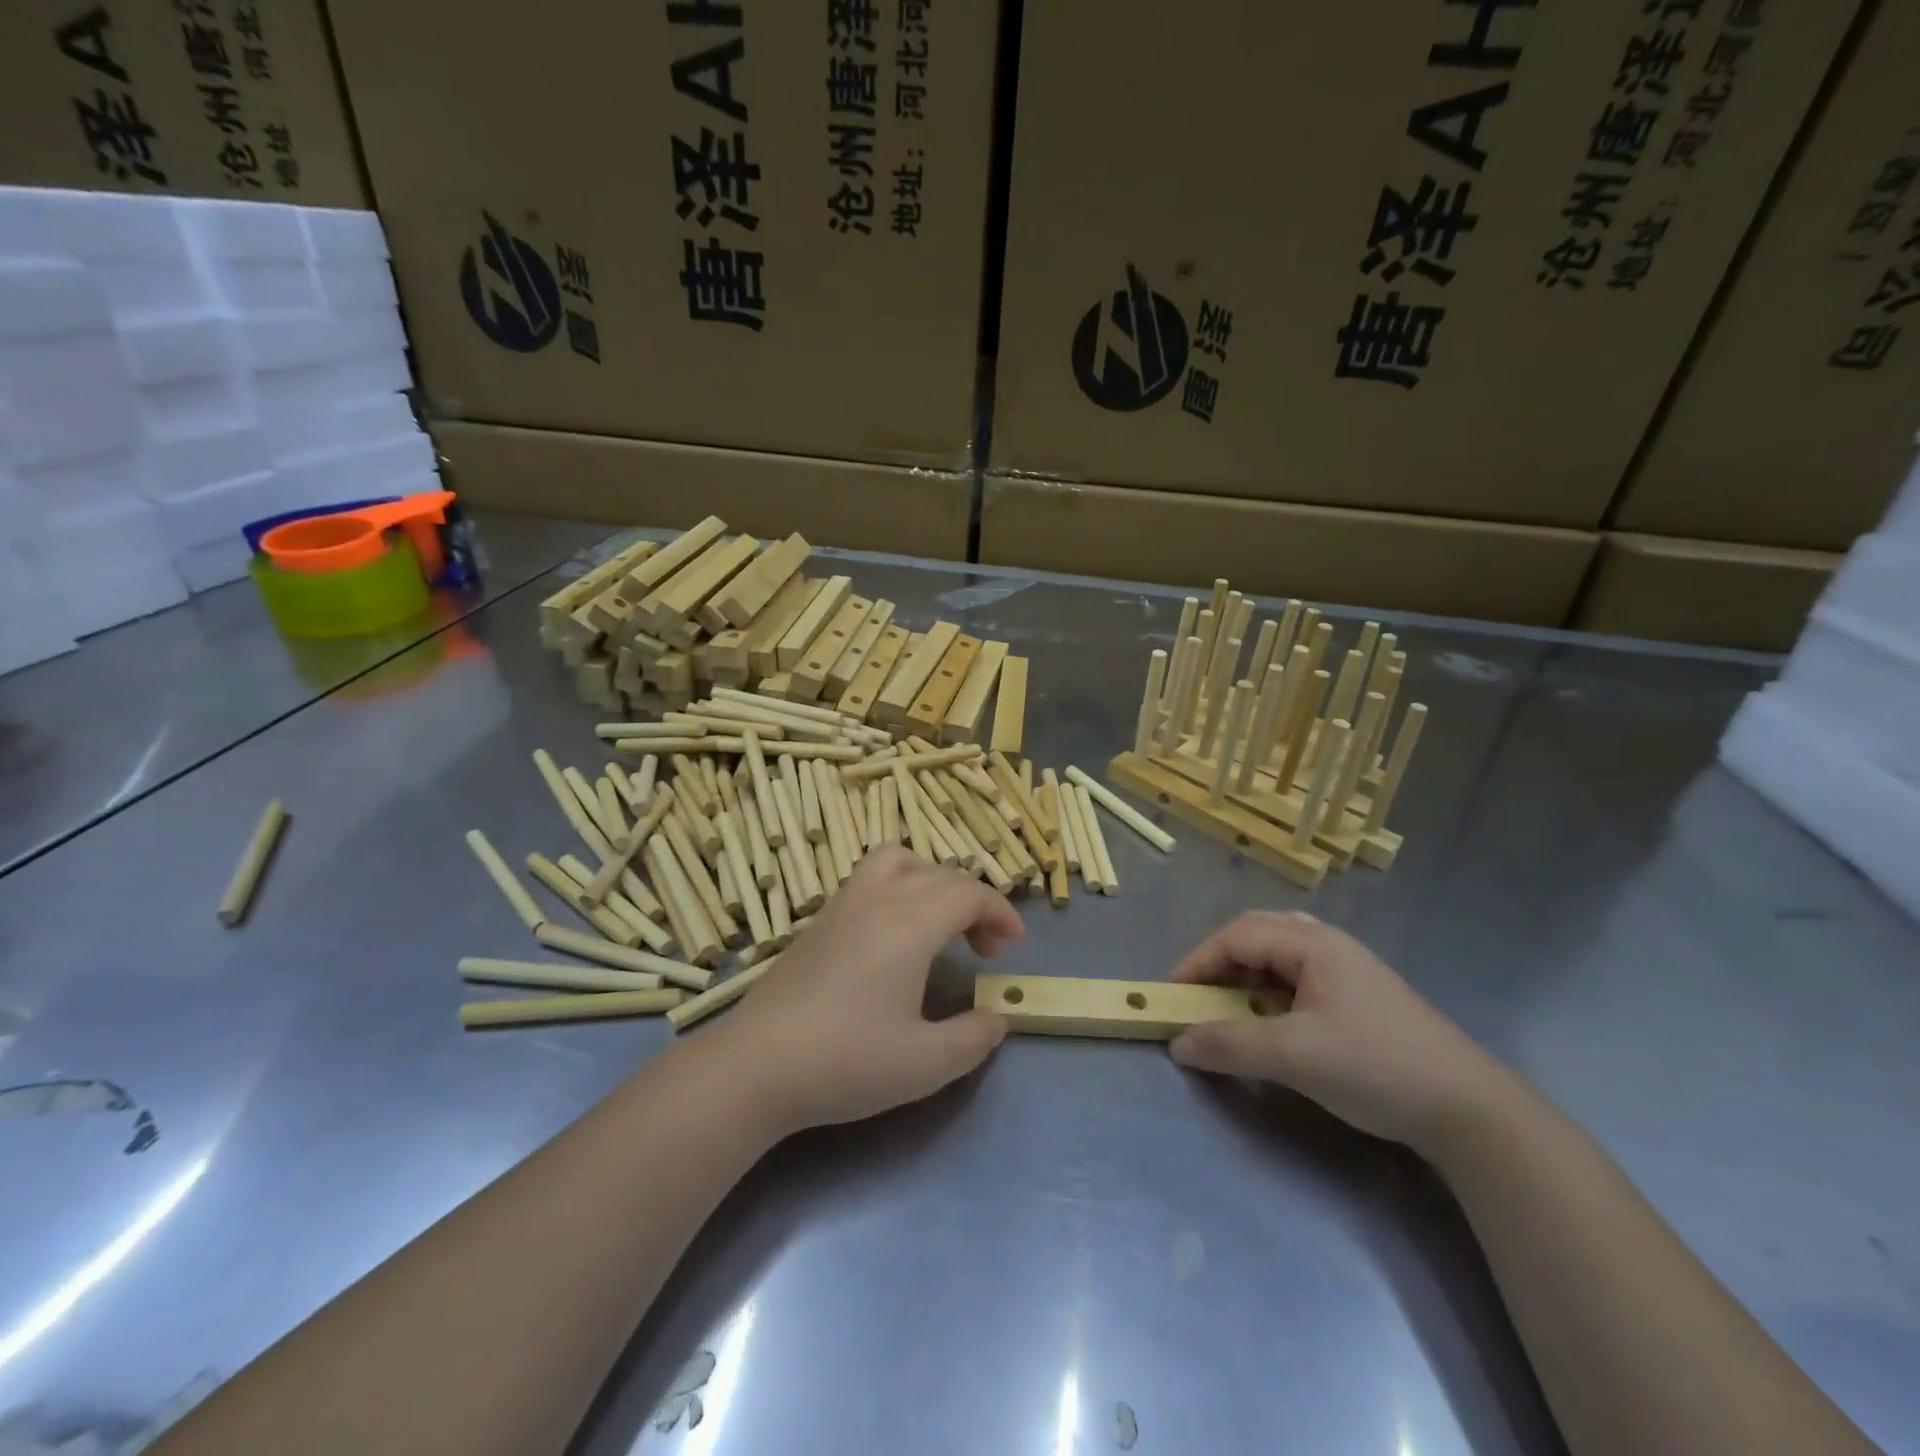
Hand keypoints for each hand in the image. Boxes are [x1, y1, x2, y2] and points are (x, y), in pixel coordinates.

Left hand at [710, 846, 1023, 1135]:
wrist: (756, 1066)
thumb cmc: (845, 1062)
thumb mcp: (925, 1065)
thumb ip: (973, 1038)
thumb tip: (997, 1018)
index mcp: (909, 924)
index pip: (968, 892)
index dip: (1000, 912)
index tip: (1014, 945)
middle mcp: (878, 899)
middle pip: (940, 874)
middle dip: (974, 902)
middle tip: (984, 949)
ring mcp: (843, 904)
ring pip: (899, 861)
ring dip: (932, 880)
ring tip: (939, 920)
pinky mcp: (820, 919)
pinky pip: (870, 876)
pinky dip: (899, 885)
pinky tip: (894, 933)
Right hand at [1168, 911, 1515, 1151]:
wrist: (1470, 1111)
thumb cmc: (1375, 1067)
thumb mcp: (1293, 1056)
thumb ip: (1229, 1045)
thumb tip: (1178, 1043)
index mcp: (1313, 944)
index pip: (1237, 935)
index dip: (1198, 962)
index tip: (1172, 996)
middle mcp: (1329, 945)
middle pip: (1258, 934)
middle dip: (1220, 961)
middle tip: (1200, 995)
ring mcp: (1349, 970)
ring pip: (1280, 955)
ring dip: (1246, 974)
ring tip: (1232, 1004)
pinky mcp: (1361, 998)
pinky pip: (1299, 978)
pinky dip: (1271, 992)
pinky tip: (1273, 1020)